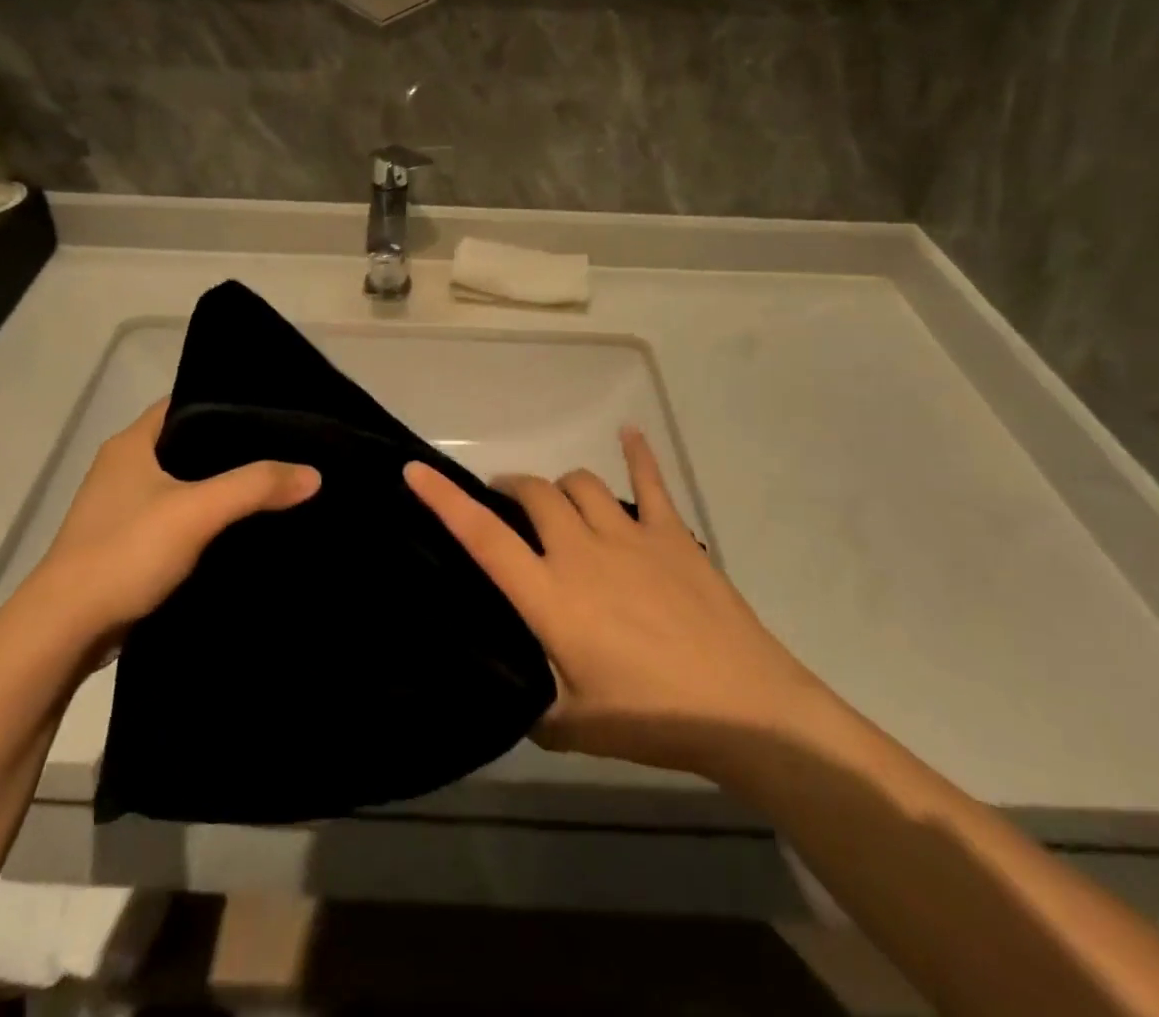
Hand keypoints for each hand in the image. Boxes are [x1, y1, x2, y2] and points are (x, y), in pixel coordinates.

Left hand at [36, 401, 319, 639]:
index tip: (273, 411)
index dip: (227, 402)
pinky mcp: (127, 543)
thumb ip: (256, 487)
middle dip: (232, 448)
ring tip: (272, 484)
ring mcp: (122, 507)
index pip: (185, 402)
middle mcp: (124, 466)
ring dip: (219, 486)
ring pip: (183, 483)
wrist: (64, 631)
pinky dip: (205, 519)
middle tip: (284, 449)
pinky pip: (177, 517)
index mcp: (131, 443)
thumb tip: (314, 474)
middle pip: (188, 443)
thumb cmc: (125, 552)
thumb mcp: (197, 511)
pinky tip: (241, 528)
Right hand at [405, 430, 823, 775]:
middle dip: (512, 490)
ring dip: (560, 488)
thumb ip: (532, 704)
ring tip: (559, 504)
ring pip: (580, 484)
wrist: (744, 709)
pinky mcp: (672, 533)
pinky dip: (638, 454)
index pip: (483, 537)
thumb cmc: (652, 719)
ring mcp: (628, 535)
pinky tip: (631, 433)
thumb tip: (514, 693)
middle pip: (534, 494)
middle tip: (507, 505)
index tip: (414, 471)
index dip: (444, 500)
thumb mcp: (574, 726)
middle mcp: (580, 551)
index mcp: (550, 594)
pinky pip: (650, 481)